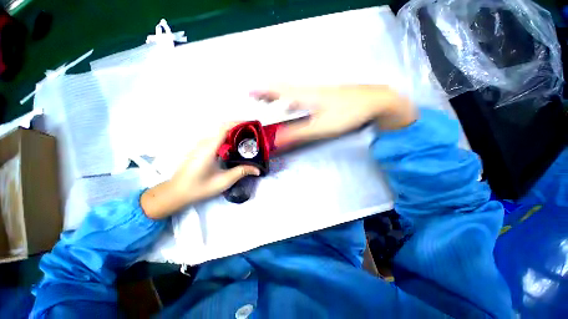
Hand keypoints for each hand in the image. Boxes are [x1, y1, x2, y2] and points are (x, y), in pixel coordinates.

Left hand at [141, 124, 260, 218]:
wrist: (177, 192)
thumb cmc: (200, 187)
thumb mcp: (224, 180)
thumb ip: (241, 172)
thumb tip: (257, 169)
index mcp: (209, 148)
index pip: (224, 128)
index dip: (238, 124)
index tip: (250, 125)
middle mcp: (204, 143)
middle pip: (222, 129)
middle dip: (238, 129)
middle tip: (251, 135)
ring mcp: (200, 145)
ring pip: (218, 134)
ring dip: (232, 134)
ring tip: (245, 141)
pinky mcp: (199, 149)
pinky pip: (214, 139)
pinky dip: (225, 139)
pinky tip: (232, 148)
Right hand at [251, 85, 415, 146]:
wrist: (373, 101)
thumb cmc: (345, 114)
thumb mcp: (319, 127)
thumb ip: (297, 133)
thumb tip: (277, 140)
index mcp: (304, 96)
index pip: (277, 90)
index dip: (262, 91)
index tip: (249, 91)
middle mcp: (307, 90)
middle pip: (282, 88)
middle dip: (267, 92)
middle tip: (256, 96)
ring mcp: (316, 91)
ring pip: (291, 91)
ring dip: (278, 95)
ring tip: (269, 101)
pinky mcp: (324, 95)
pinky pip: (300, 95)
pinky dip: (290, 99)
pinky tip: (292, 106)